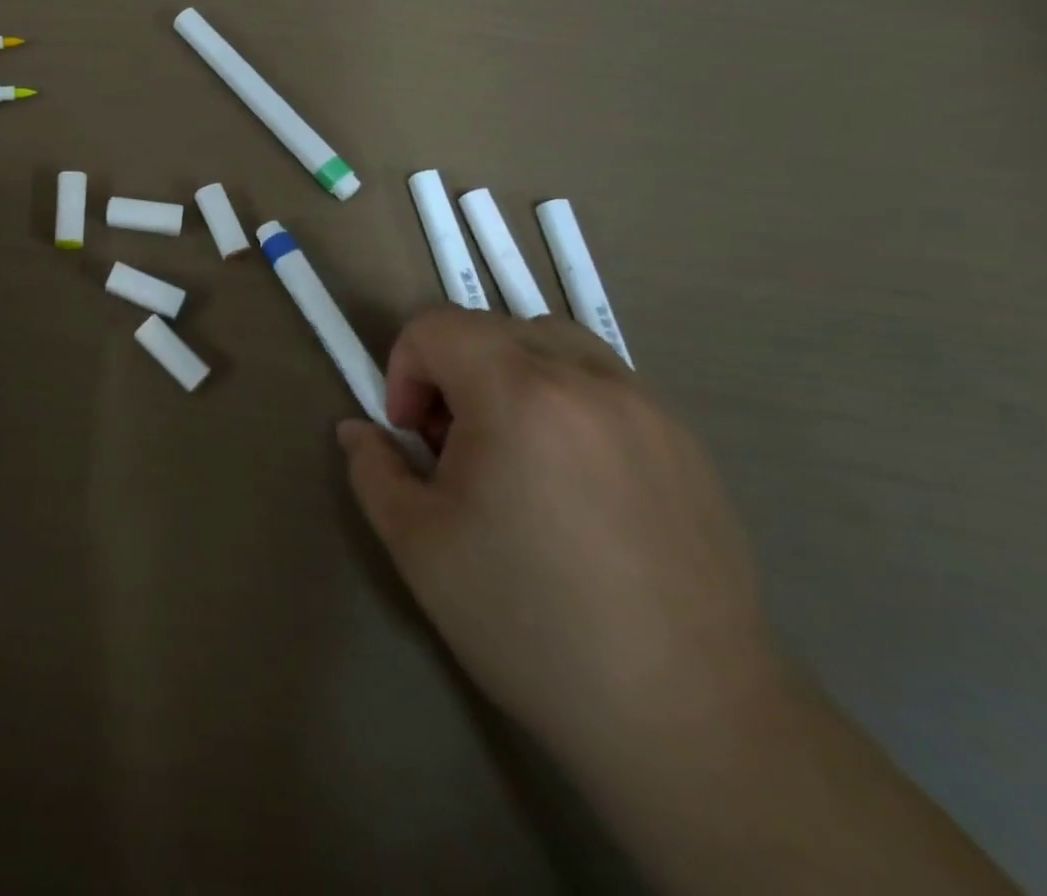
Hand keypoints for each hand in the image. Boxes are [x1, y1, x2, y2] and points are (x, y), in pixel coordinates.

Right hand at [337, 308, 781, 779]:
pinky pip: (604, 386)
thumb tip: (357, 430)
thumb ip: (373, 469)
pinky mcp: (686, 443)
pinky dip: (564, 401)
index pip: (436, 326)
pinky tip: (571, 483)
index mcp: (518, 395)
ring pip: (553, 345)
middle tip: (454, 449)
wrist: (689, 720)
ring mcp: (647, 408)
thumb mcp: (418, 545)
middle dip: (452, 372)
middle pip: (492, 328)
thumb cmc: (530, 623)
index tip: (411, 436)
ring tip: (512, 453)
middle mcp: (588, 381)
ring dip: (510, 375)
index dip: (404, 370)